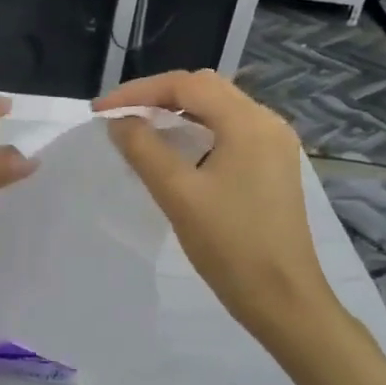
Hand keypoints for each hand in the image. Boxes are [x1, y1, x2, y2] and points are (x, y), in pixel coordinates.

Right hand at [95, 69, 331, 347]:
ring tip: (139, 128)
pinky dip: (196, 131)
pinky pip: (229, 132)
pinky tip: (175, 151)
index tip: (101, 111)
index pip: (186, 85)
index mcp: (248, 123)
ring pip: (217, 109)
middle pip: (204, 89)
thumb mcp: (178, 194)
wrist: (284, 300)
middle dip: (157, 96)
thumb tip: (119, 122)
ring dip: (177, 112)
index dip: (138, 91)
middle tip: (119, 116)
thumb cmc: (231, 246)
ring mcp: (274, 145)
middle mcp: (267, 123)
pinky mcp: (273, 167)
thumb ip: (144, 149)